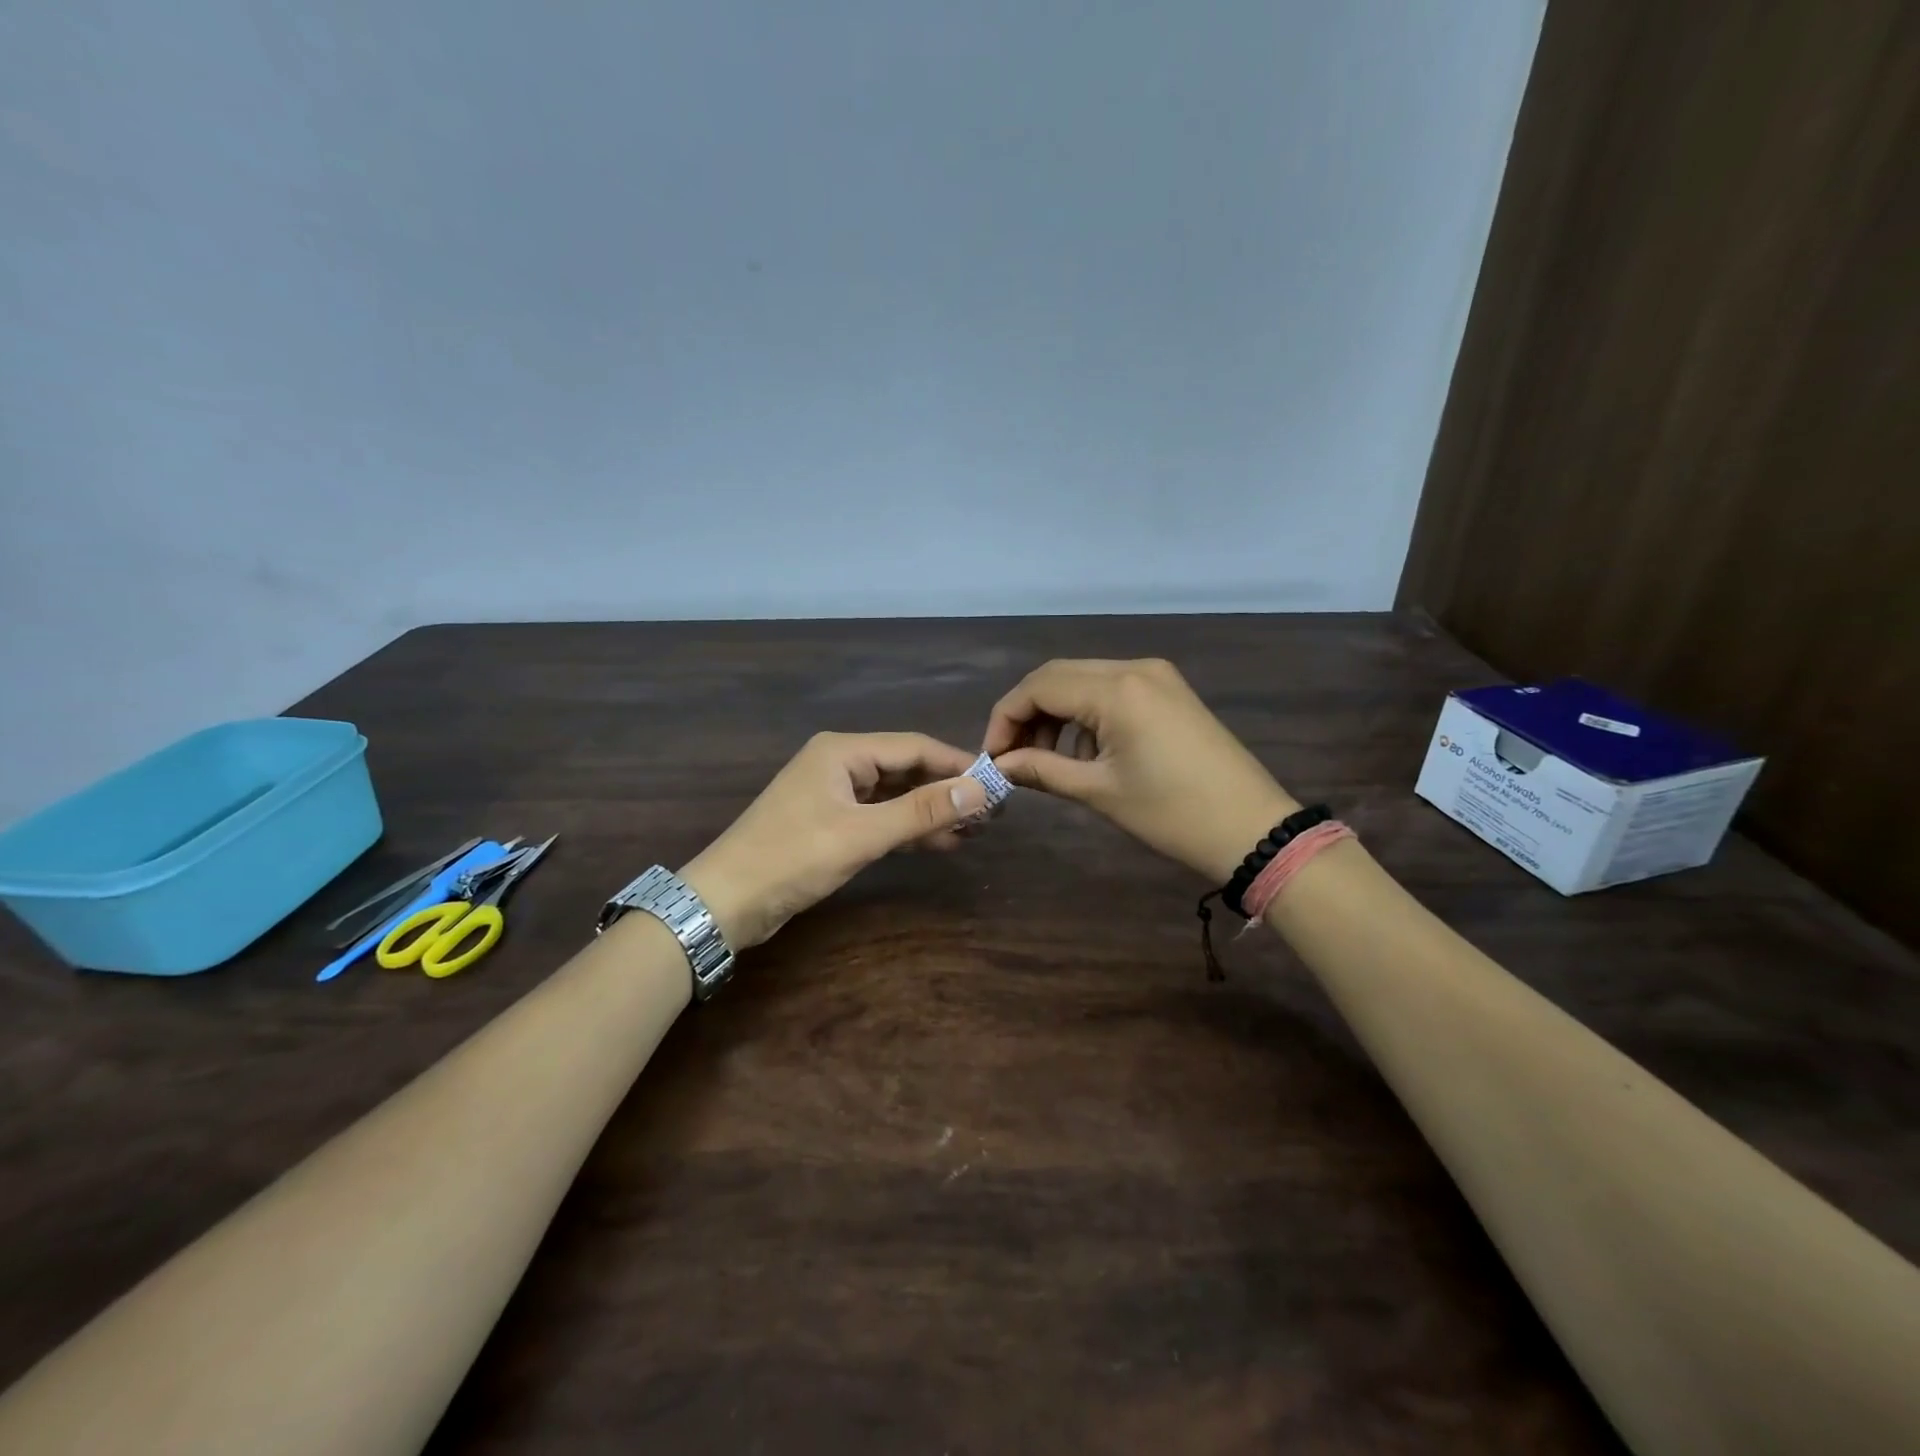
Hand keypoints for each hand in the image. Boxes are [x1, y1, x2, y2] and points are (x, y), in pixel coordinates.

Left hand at [681, 732, 987, 949]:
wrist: (725, 902)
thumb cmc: (792, 858)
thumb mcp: (862, 834)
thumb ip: (921, 811)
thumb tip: (980, 790)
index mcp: (843, 751)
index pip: (913, 747)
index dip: (956, 764)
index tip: (997, 782)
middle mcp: (840, 764)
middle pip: (905, 769)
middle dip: (946, 789)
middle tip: (991, 811)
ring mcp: (834, 794)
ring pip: (894, 795)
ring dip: (930, 811)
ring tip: (975, 829)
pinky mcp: (830, 824)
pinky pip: (879, 817)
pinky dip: (907, 829)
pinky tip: (940, 842)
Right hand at [983, 658, 1298, 882]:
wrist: (1252, 829)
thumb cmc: (1171, 813)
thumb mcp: (1099, 792)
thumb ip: (1042, 770)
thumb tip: (1001, 765)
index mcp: (1116, 690)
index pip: (1038, 687)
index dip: (1005, 718)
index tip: (993, 757)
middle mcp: (1134, 668)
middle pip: (1058, 676)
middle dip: (1027, 713)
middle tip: (1013, 756)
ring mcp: (1157, 676)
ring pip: (1083, 680)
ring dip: (1055, 713)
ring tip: (1046, 758)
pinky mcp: (1170, 691)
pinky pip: (1111, 689)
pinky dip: (1085, 713)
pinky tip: (1085, 750)